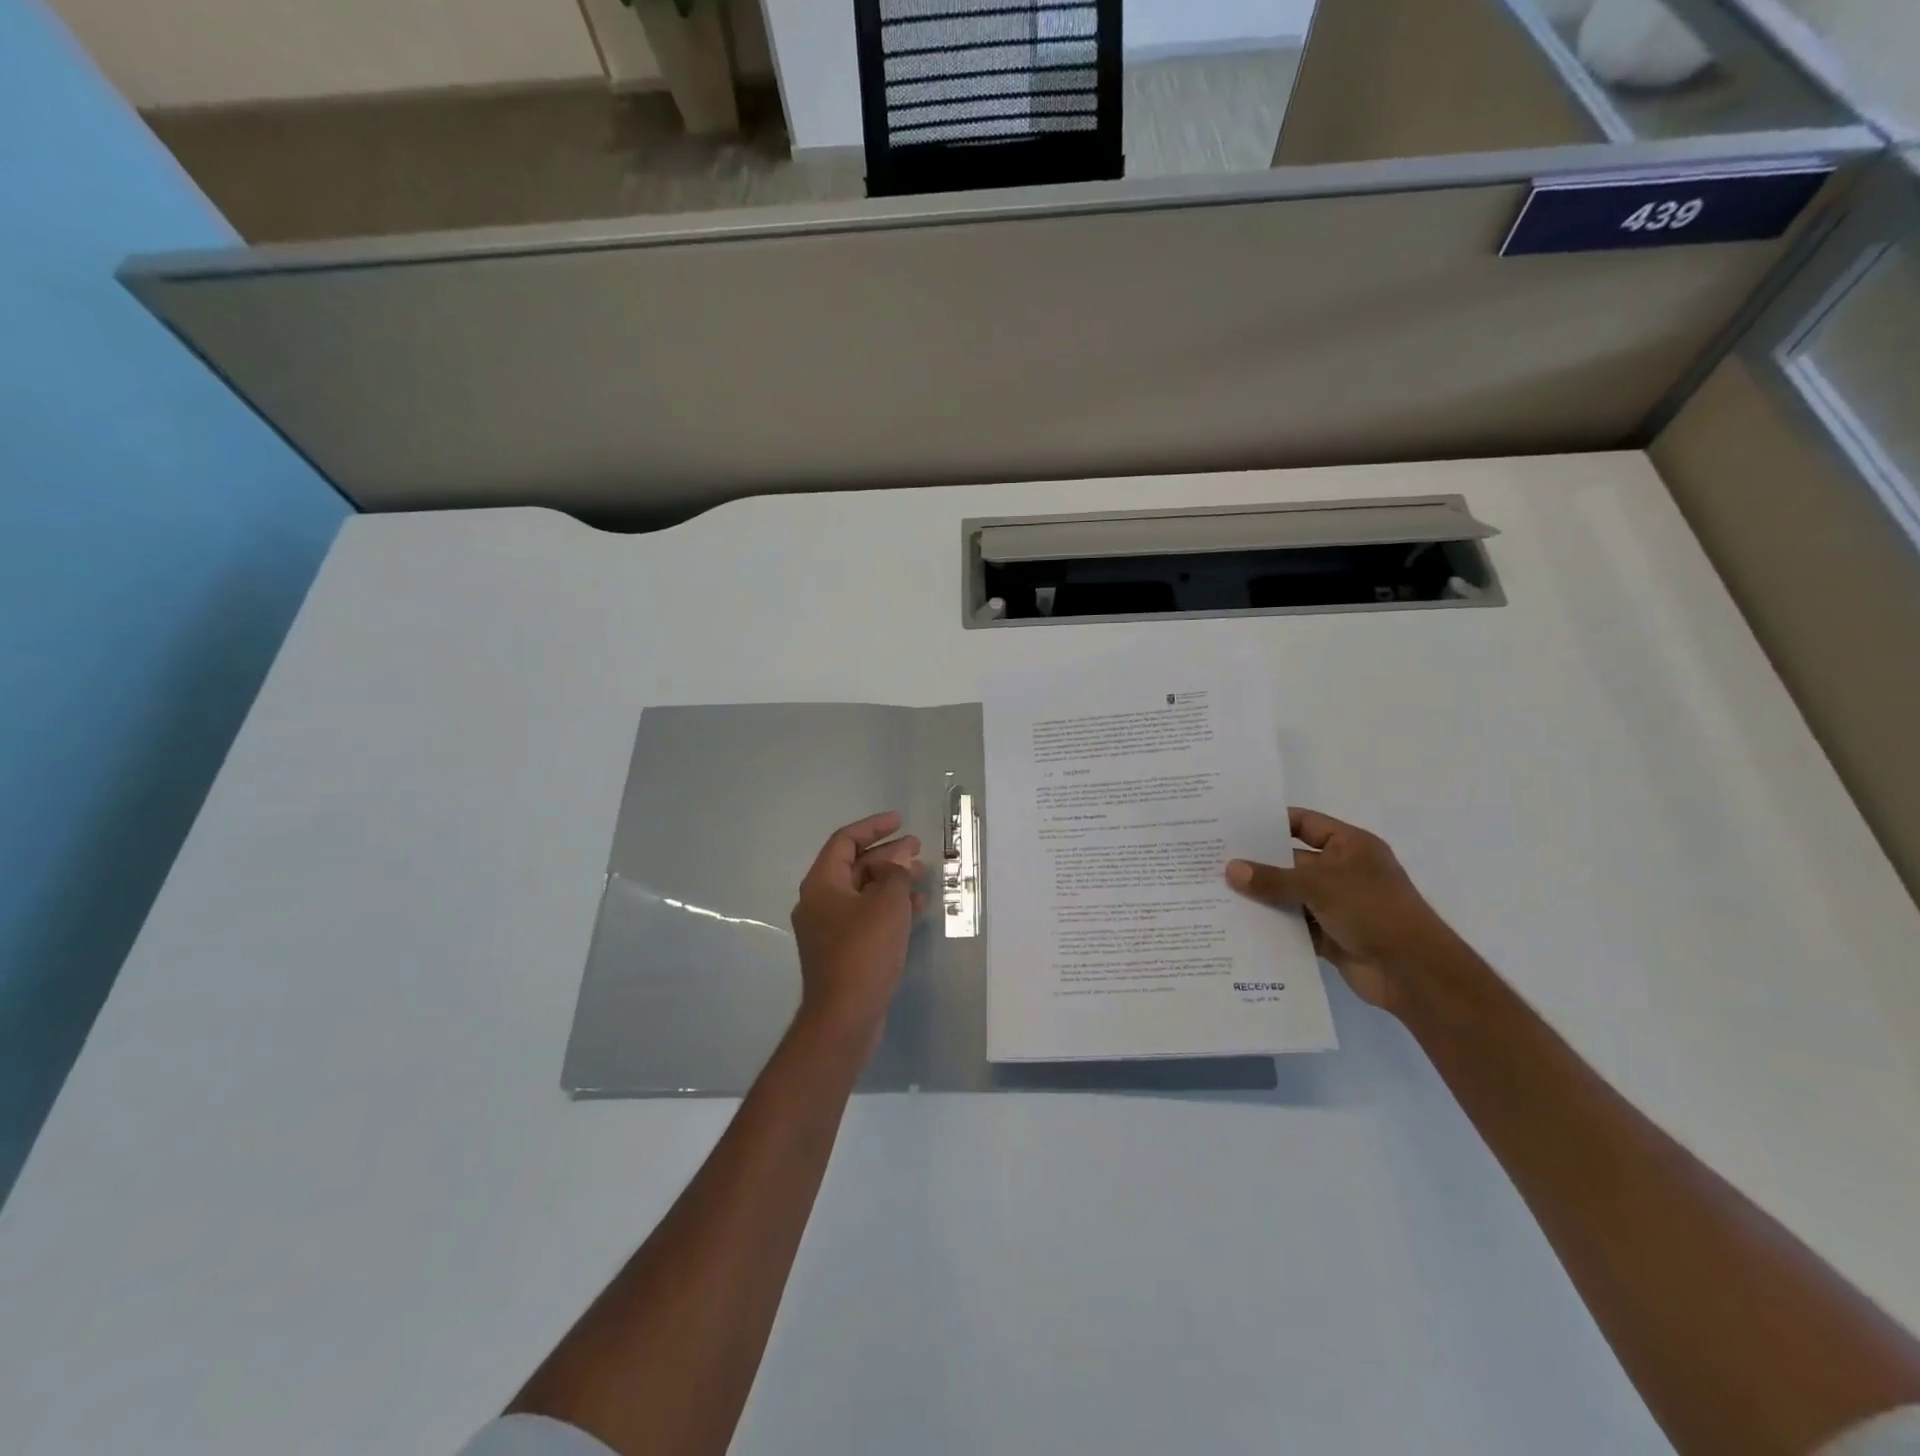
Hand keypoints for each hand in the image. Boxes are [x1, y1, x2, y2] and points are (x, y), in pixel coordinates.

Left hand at [790, 811, 925, 1059]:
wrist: (844, 1017)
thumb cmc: (863, 951)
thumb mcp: (886, 903)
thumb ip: (896, 873)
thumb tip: (899, 858)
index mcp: (822, 884)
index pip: (845, 841)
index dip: (873, 827)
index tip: (900, 821)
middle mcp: (820, 902)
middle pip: (855, 866)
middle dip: (888, 855)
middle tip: (918, 849)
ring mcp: (830, 929)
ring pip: (864, 893)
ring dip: (893, 881)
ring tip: (923, 876)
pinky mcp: (843, 951)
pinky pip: (868, 917)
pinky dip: (890, 908)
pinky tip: (917, 908)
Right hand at [1226, 807, 1461, 1015]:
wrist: (1413, 973)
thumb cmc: (1373, 911)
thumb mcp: (1320, 886)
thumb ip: (1273, 878)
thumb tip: (1231, 869)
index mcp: (1349, 846)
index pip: (1305, 823)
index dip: (1272, 823)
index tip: (1234, 825)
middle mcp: (1342, 871)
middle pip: (1291, 861)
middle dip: (1258, 862)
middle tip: (1214, 859)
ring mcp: (1336, 905)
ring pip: (1289, 895)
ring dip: (1261, 896)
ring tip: (1216, 891)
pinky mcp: (1329, 936)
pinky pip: (1293, 924)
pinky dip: (1271, 925)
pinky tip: (1237, 923)